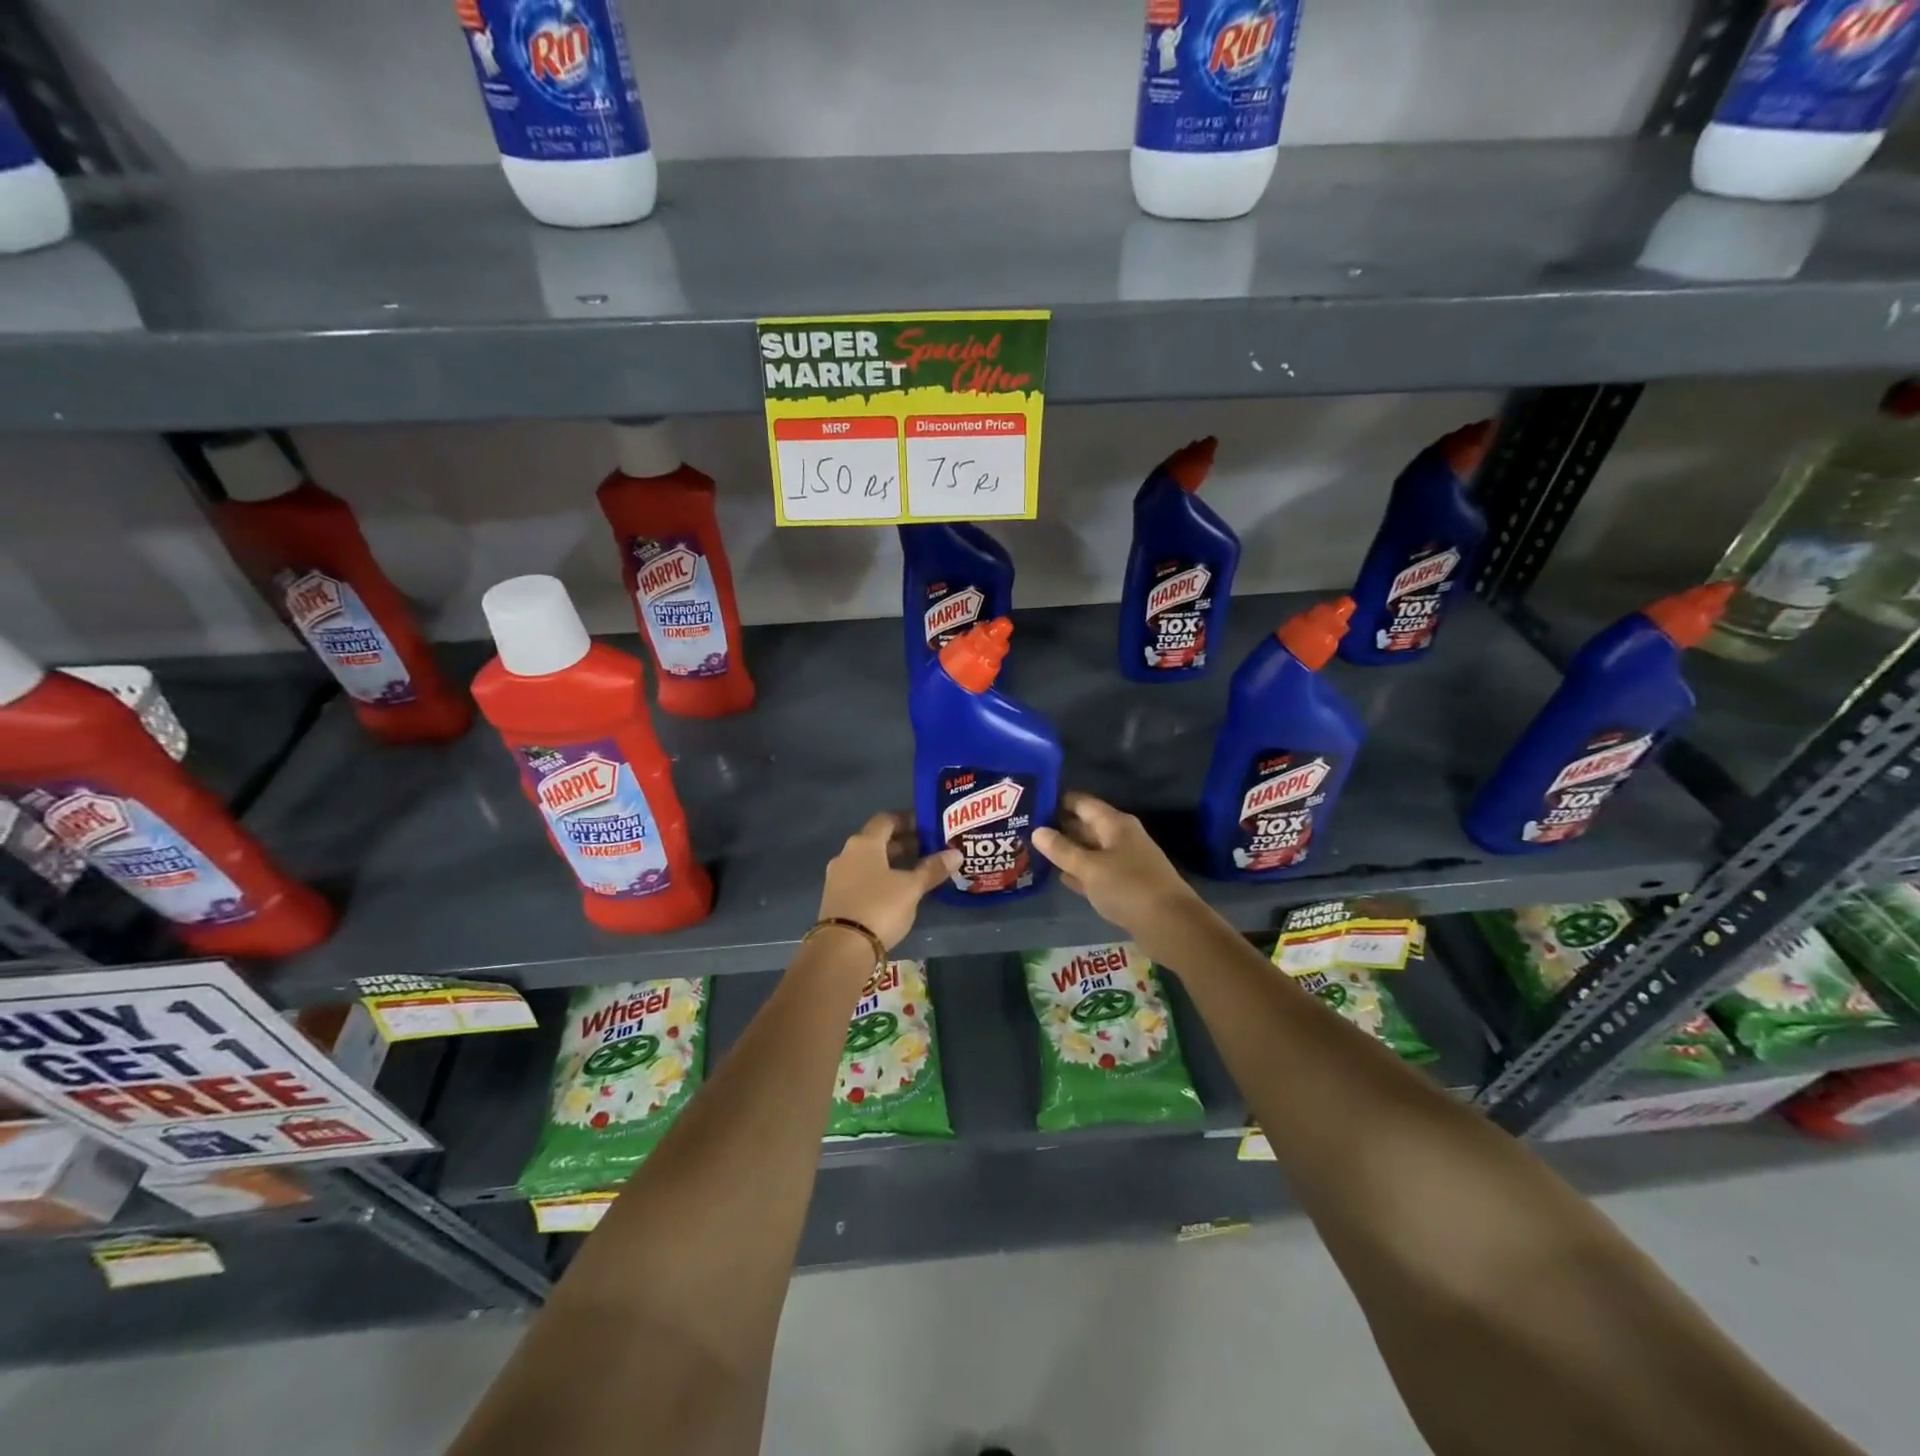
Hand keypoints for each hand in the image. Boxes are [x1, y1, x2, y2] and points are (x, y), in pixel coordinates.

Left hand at [817, 812, 958, 950]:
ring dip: (891, 862)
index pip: (887, 819)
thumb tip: (956, 853)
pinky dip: (879, 878)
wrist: (841, 948)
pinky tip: (896, 891)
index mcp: (864, 843)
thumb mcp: (911, 888)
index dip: (908, 819)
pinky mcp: (835, 898)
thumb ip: (932, 869)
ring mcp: (837, 877)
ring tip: (916, 871)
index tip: (928, 826)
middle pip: (877, 840)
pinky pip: (861, 878)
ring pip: (869, 860)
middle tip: (928, 849)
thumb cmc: (879, 907)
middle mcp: (846, 854)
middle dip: (903, 842)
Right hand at [1033, 791, 1204, 950]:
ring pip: (1090, 850)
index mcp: (1114, 823)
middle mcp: (1120, 837)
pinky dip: (1080, 872)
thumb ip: (1062, 850)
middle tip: (1025, 829)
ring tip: (1034, 850)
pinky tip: (1059, 876)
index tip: (1030, 803)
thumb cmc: (1128, 887)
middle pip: (1085, 825)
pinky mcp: (1125, 884)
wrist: (1170, 924)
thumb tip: (1037, 831)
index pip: (1081, 803)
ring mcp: (1124, 861)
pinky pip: (1096, 871)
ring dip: (1067, 851)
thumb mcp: (1089, 867)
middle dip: (1058, 827)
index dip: (1057, 801)